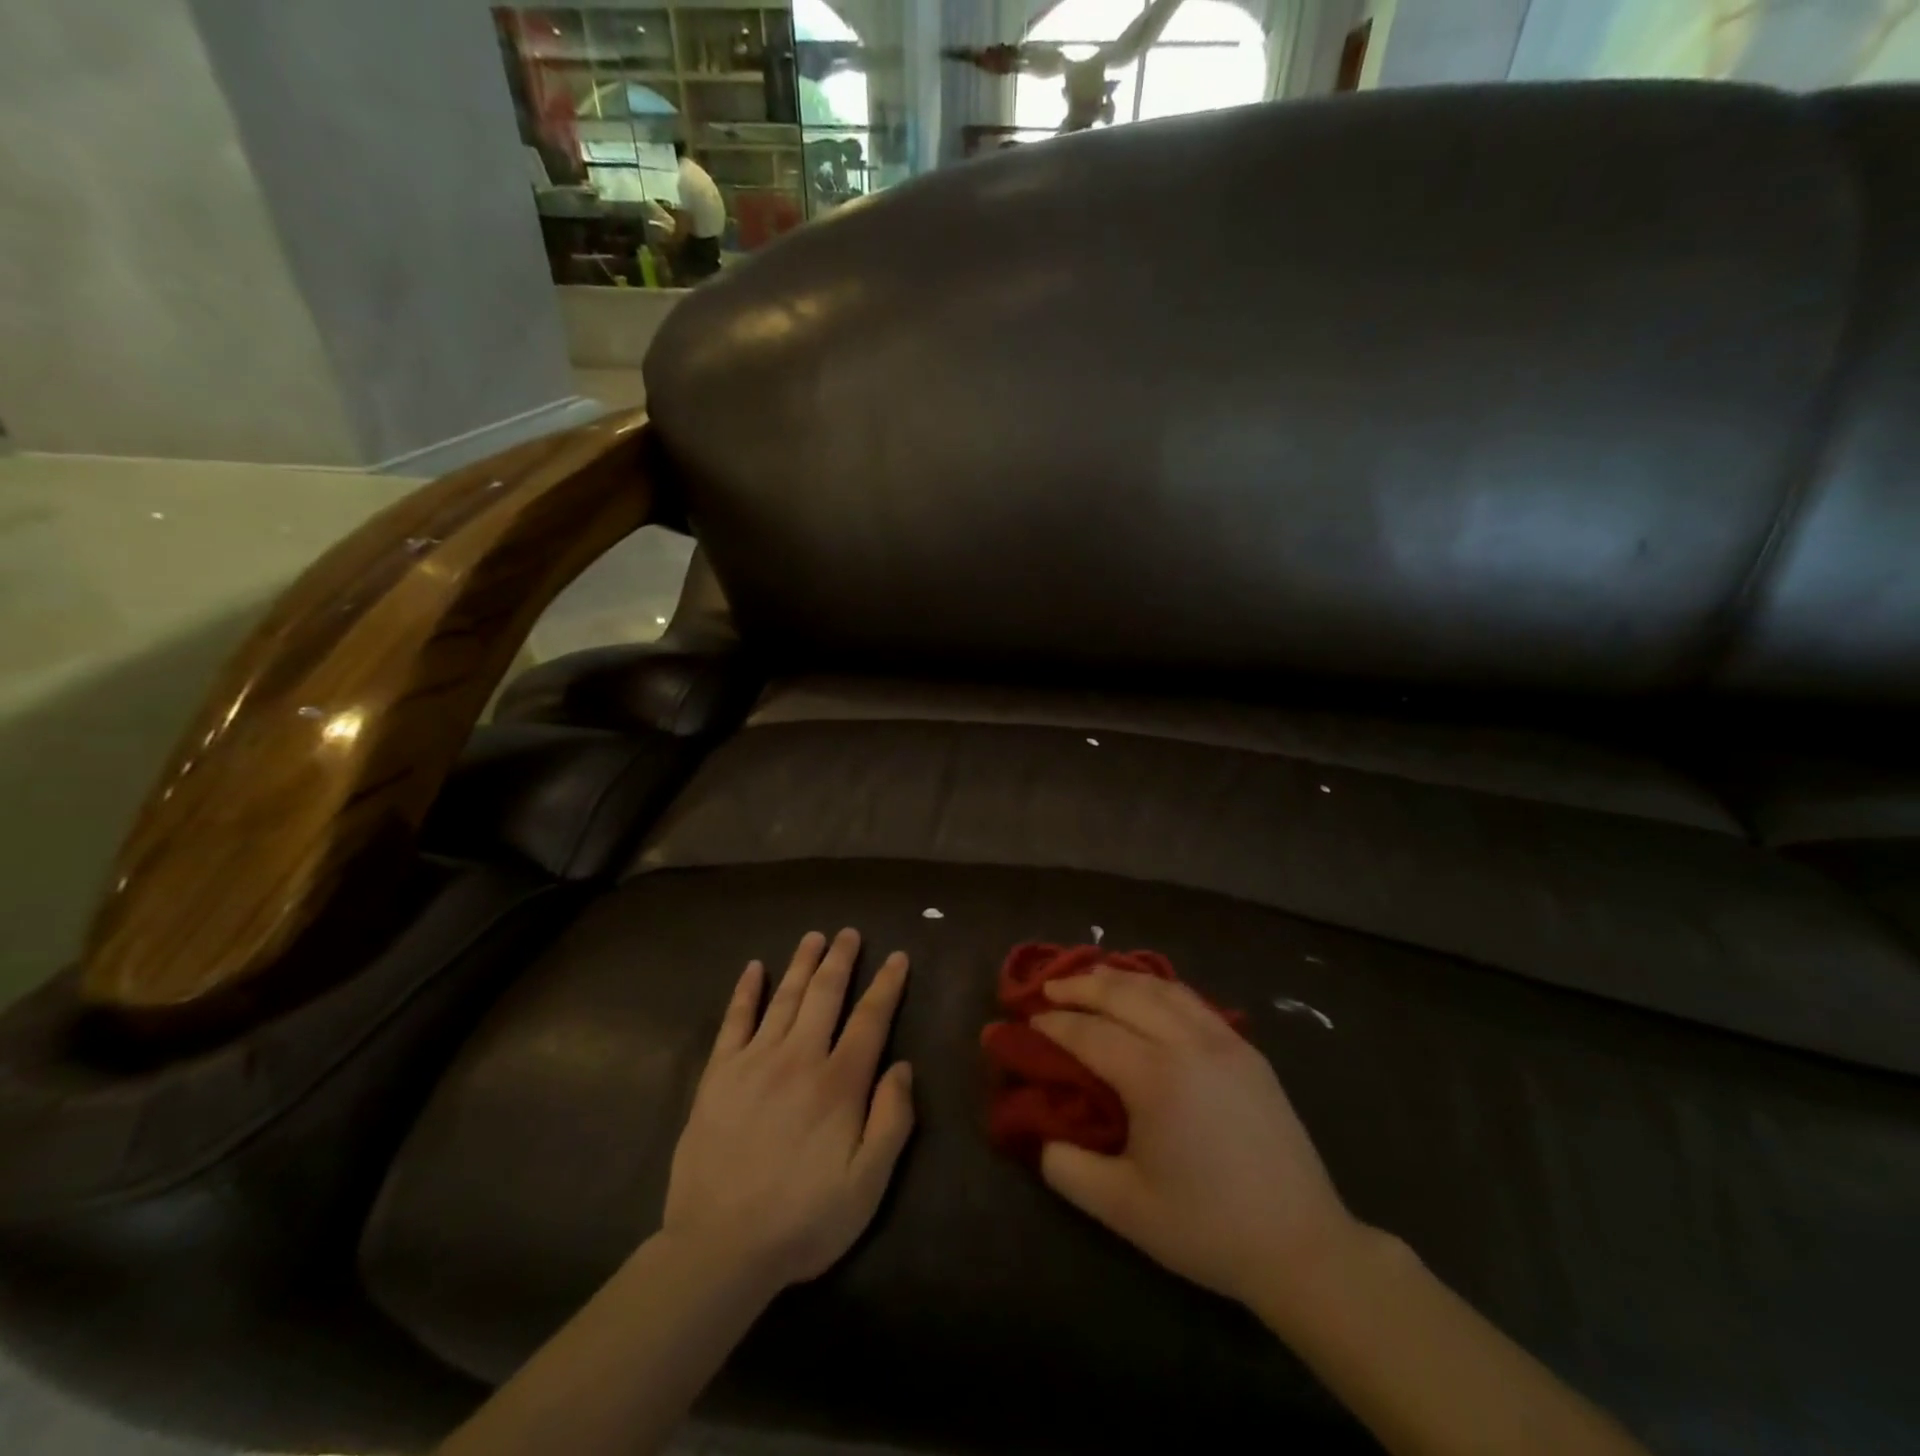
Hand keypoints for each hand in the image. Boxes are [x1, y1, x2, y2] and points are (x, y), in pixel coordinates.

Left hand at [662, 929, 913, 1292]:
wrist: (718, 1248)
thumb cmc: (803, 1220)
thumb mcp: (867, 1185)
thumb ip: (892, 1121)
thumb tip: (902, 1066)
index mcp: (839, 1083)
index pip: (870, 1019)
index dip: (887, 985)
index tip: (897, 957)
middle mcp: (799, 1058)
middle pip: (825, 994)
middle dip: (841, 960)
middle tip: (850, 932)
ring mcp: (754, 1062)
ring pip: (785, 997)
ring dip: (802, 963)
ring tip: (814, 937)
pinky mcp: (718, 1074)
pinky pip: (734, 1020)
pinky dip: (746, 991)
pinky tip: (754, 969)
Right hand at [1032, 968, 1359, 1313]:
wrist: (1302, 1246)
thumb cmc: (1207, 1228)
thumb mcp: (1124, 1210)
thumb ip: (1070, 1170)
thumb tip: (1041, 1138)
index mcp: (1156, 1078)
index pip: (1092, 1034)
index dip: (1056, 1024)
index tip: (1030, 1019)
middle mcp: (1188, 1044)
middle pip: (1125, 995)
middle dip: (1082, 986)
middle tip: (1051, 987)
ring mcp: (1224, 1042)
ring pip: (1162, 989)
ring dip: (1121, 979)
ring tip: (1093, 978)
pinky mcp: (1248, 1051)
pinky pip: (1193, 1002)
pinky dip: (1160, 989)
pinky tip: (1149, 996)